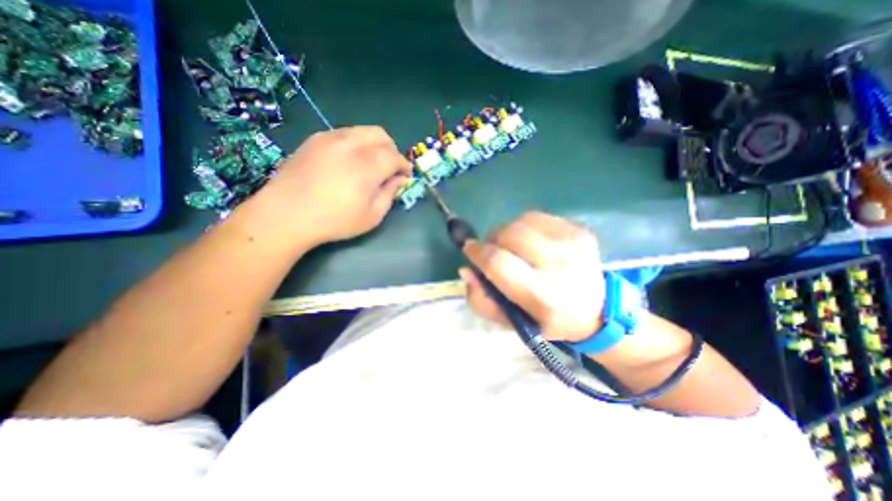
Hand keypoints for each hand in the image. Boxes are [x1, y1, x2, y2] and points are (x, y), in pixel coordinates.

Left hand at [251, 123, 409, 241]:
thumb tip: (399, 179)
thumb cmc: (335, 221)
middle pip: (381, 135)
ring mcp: (330, 138)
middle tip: (389, 168)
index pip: (395, 156)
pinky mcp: (314, 139)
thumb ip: (389, 194)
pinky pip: (343, 133)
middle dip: (391, 150)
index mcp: (369, 165)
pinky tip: (348, 161)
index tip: (405, 176)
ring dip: (373, 145)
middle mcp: (352, 145)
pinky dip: (354, 143)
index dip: (404, 166)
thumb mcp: (372, 216)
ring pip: (362, 131)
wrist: (286, 215)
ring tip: (369, 164)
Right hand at [459, 209, 605, 342]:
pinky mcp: (579, 229)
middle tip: (491, 250)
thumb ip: (482, 300)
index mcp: (543, 294)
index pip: (498, 262)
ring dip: (506, 232)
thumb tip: (466, 269)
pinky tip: (529, 241)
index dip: (477, 252)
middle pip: (509, 234)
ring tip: (510, 246)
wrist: (597, 309)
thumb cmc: (548, 319)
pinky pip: (537, 217)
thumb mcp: (512, 322)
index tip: (469, 249)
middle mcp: (560, 264)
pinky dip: (524, 226)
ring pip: (521, 221)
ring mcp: (573, 242)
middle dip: (491, 240)